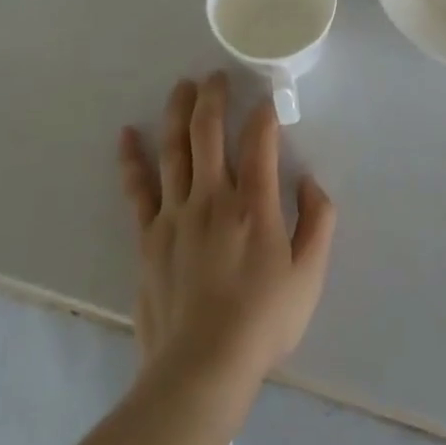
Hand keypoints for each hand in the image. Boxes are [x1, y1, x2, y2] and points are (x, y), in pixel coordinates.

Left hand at [118, 73, 336, 394]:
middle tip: (217, 75)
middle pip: (208, 131)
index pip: (259, 138)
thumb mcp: (309, 274)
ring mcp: (175, 213)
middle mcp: (213, 196)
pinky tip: (127, 135)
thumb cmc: (262, 322)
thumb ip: (318, 221)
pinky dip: (131, 159)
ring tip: (182, 86)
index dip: (264, 112)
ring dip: (178, 112)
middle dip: (214, 96)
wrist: (200, 370)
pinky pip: (138, 188)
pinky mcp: (148, 235)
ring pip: (174, 148)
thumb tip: (310, 181)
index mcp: (255, 203)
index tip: (267, 98)